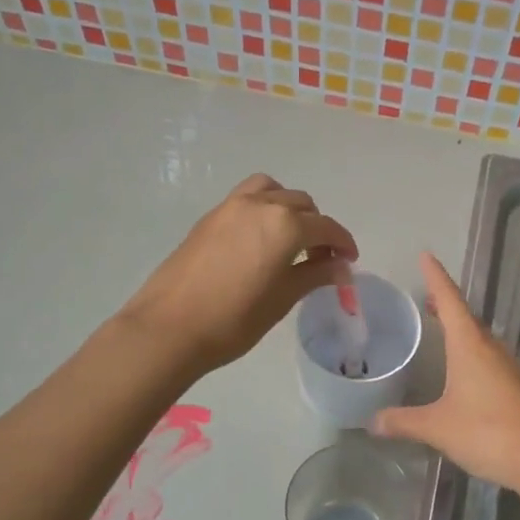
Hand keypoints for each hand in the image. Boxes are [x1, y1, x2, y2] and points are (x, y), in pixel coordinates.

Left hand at [119, 174, 357, 377]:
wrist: (170, 327)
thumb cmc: (235, 319)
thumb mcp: (283, 299)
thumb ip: (315, 275)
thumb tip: (341, 267)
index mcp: (285, 225)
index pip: (326, 227)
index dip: (343, 243)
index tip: (349, 262)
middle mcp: (260, 205)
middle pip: (301, 204)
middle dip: (317, 227)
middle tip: (320, 259)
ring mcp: (230, 206)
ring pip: (272, 192)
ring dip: (289, 208)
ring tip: (289, 239)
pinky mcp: (209, 217)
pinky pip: (246, 199)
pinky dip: (263, 209)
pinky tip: (259, 241)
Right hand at [371, 253, 519, 494]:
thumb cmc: (486, 432)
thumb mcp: (436, 427)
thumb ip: (403, 421)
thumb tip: (372, 422)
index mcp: (470, 345)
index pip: (450, 300)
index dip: (436, 278)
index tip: (426, 256)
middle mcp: (491, 348)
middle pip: (466, 316)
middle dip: (446, 304)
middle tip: (426, 298)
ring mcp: (508, 366)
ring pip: (480, 337)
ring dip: (460, 328)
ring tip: (441, 328)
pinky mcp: (517, 386)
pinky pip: (489, 357)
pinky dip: (471, 351)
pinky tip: (463, 369)